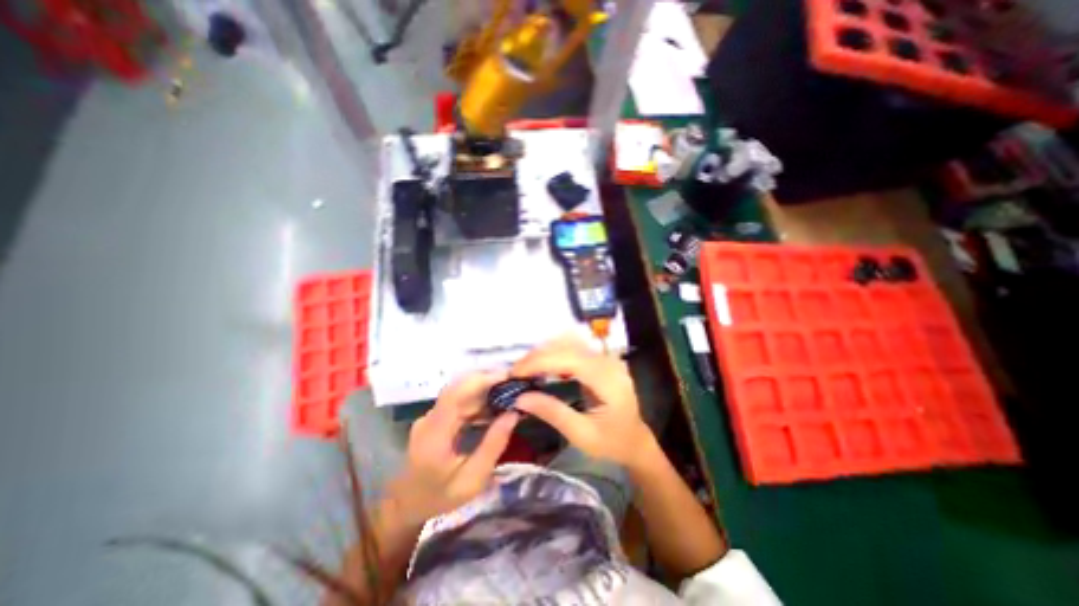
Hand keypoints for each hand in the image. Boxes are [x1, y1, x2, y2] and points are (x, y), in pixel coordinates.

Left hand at [390, 371, 519, 523]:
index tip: (507, 377)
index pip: (455, 394)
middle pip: (459, 388)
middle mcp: (429, 418)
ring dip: (485, 389)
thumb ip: (493, 445)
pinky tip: (495, 405)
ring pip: (460, 391)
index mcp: (435, 434)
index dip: (481, 380)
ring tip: (510, 392)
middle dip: (488, 381)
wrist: (407, 506)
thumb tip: (513, 413)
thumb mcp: (473, 480)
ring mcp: (431, 416)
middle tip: (515, 383)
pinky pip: (459, 401)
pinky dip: (478, 399)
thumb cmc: (441, 497)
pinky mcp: (435, 417)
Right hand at [511, 336, 652, 468]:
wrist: (636, 442)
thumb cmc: (612, 443)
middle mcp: (608, 362)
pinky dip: (554, 353)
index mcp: (608, 380)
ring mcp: (606, 358)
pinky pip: (574, 348)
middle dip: (538, 356)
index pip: (570, 359)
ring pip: (570, 343)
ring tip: (525, 368)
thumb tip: (520, 398)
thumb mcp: (582, 435)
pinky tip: (542, 365)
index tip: (515, 373)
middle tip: (515, 372)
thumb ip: (552, 413)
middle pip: (568, 346)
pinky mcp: (601, 360)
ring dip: (545, 352)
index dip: (540, 362)